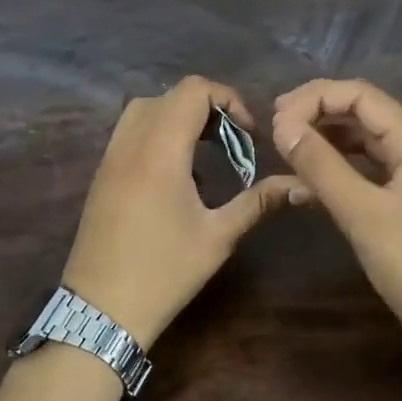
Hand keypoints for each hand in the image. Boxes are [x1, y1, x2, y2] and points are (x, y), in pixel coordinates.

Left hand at [62, 76, 300, 347]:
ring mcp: (111, 156)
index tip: (248, 133)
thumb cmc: (164, 271)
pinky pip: (130, 131)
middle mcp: (131, 142)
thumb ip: (258, 202)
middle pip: (170, 95)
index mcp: (161, 150)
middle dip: (207, 108)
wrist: (101, 309)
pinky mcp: (102, 174)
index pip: (193, 90)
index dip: (228, 100)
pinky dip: (156, 132)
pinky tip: (176, 173)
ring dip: (178, 117)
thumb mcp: (218, 236)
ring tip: (205, 152)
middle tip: (231, 142)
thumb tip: (300, 185)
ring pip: (145, 109)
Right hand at [272, 78, 401, 368]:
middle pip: (361, 113)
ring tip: (286, 151)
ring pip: (362, 142)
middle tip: (275, 130)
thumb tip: (282, 127)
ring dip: (324, 142)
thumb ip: (321, 166)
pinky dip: (337, 171)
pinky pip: (367, 170)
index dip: (314, 99)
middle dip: (317, 115)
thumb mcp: (362, 213)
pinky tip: (305, 186)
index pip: (360, 95)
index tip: (275, 119)